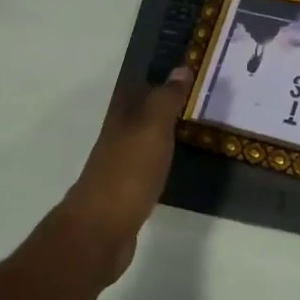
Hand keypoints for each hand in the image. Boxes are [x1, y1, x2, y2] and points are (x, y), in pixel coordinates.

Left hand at [59, 68, 191, 279]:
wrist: (101, 231)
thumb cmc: (128, 173)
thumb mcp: (152, 129)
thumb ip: (166, 100)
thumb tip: (181, 68)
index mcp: (121, 119)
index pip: (138, 88)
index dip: (158, 78)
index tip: (186, 70)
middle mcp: (118, 138)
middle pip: (142, 114)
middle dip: (164, 104)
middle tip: (198, 98)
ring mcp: (121, 167)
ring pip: (146, 140)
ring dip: (165, 132)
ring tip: (195, 127)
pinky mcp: (128, 194)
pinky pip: (150, 167)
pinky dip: (164, 160)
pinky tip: (178, 164)